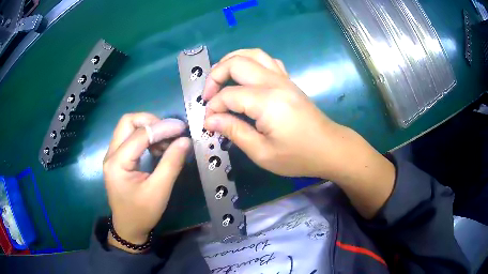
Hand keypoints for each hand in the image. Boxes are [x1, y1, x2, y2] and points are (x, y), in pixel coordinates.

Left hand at [103, 113, 190, 251]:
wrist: (129, 227)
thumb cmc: (142, 213)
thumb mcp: (159, 191)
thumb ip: (172, 163)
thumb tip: (185, 140)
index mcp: (117, 163)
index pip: (140, 134)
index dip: (162, 128)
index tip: (182, 128)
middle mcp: (111, 154)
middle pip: (128, 122)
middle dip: (150, 121)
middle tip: (169, 131)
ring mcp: (112, 155)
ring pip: (128, 127)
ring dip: (148, 128)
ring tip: (166, 142)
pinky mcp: (118, 158)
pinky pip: (130, 137)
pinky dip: (145, 137)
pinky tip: (157, 148)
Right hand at [203, 49, 351, 178]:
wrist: (330, 148)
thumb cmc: (299, 156)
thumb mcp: (262, 153)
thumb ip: (234, 131)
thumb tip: (210, 120)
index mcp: (267, 101)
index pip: (228, 95)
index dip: (213, 108)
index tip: (208, 123)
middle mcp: (274, 82)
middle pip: (236, 63)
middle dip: (215, 76)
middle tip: (208, 96)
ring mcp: (283, 78)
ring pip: (252, 54)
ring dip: (231, 61)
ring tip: (220, 78)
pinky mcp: (288, 81)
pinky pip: (267, 60)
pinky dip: (250, 62)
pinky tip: (245, 77)